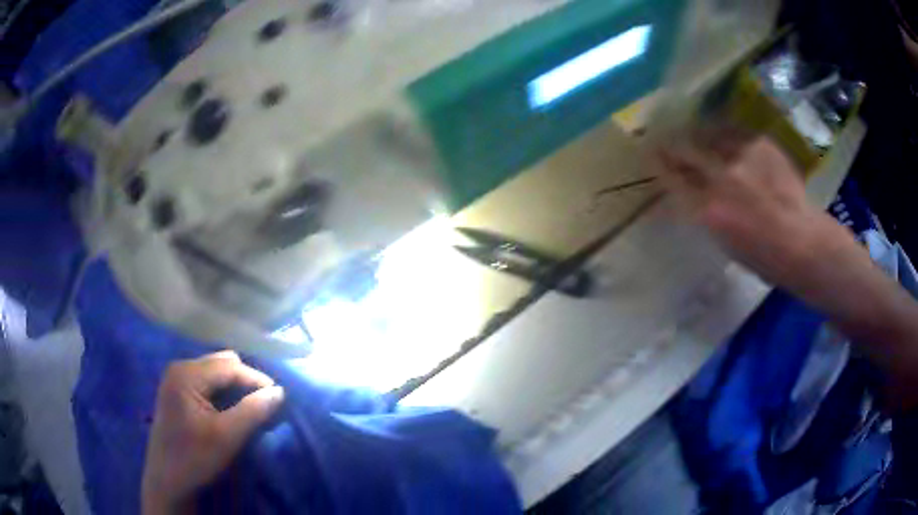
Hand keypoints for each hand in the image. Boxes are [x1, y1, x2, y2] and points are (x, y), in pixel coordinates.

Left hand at [142, 351, 284, 513]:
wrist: (166, 479)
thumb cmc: (194, 457)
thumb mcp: (227, 437)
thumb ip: (252, 411)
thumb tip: (279, 391)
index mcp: (186, 374)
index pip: (229, 366)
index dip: (256, 379)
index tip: (278, 397)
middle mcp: (179, 367)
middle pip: (221, 364)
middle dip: (245, 381)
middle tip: (263, 404)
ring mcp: (175, 378)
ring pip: (215, 372)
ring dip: (234, 387)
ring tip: (249, 407)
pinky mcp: (176, 390)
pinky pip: (206, 381)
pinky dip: (222, 392)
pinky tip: (229, 409)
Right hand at [653, 131, 849, 291]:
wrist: (802, 242)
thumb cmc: (764, 257)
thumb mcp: (724, 243)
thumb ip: (704, 213)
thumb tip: (690, 193)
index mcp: (708, 211)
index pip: (672, 177)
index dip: (659, 163)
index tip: (651, 154)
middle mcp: (721, 178)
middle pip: (685, 149)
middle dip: (672, 143)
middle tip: (666, 138)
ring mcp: (742, 157)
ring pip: (708, 134)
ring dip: (698, 134)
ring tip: (695, 132)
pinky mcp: (760, 144)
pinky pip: (734, 132)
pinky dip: (726, 134)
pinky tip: (725, 136)